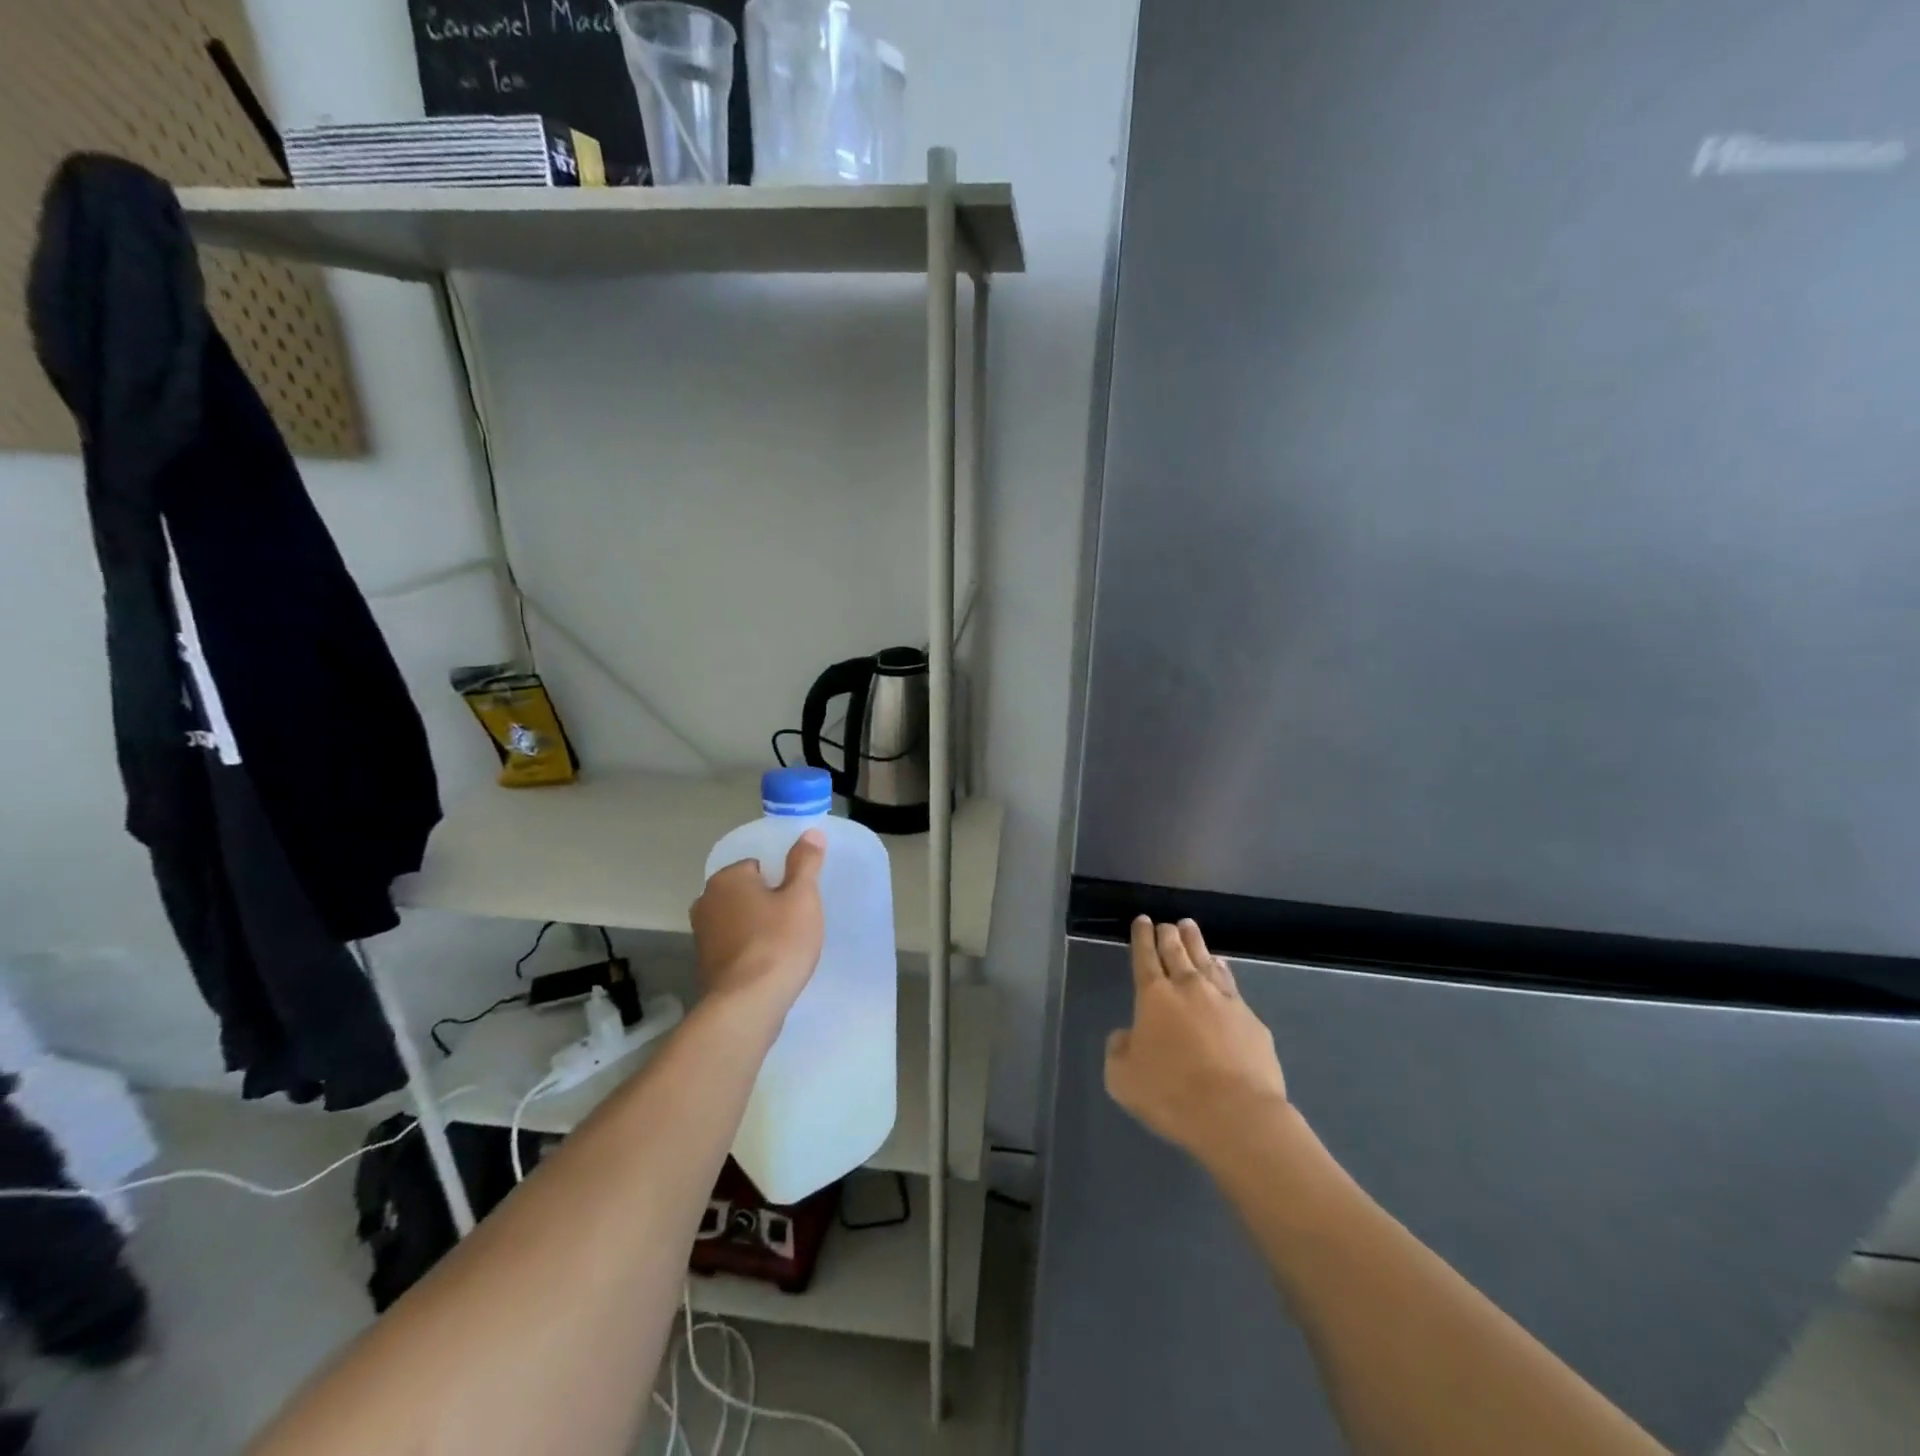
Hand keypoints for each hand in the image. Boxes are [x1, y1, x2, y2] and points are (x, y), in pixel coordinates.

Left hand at [690, 831, 826, 1021]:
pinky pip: (734, 945)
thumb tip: (810, 833)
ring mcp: (702, 935)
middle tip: (794, 921)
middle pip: (745, 892)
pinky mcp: (705, 965)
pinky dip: (749, 950)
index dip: (780, 880)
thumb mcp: (802, 897)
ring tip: (784, 945)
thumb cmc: (778, 942)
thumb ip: (805, 862)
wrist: (748, 1004)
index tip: (796, 899)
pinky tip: (769, 965)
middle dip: (766, 902)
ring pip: (738, 919)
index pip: (757, 865)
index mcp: (727, 878)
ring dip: (756, 927)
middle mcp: (706, 901)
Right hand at [1105, 917, 1290, 1164]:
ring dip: (1196, 943)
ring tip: (1190, 928)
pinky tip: (1223, 967)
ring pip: (1206, 961)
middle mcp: (1189, 988)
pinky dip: (1223, 970)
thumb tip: (1126, 1036)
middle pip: (1176, 952)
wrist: (1237, 1115)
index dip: (1142, 937)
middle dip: (1168, 935)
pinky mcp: (1251, 1020)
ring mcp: (1224, 1001)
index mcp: (1154, 996)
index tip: (1142, 920)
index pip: (1145, 957)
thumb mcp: (1123, 1079)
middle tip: (1166, 923)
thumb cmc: (1172, 1094)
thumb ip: (1119, 1051)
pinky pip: (1231, 984)